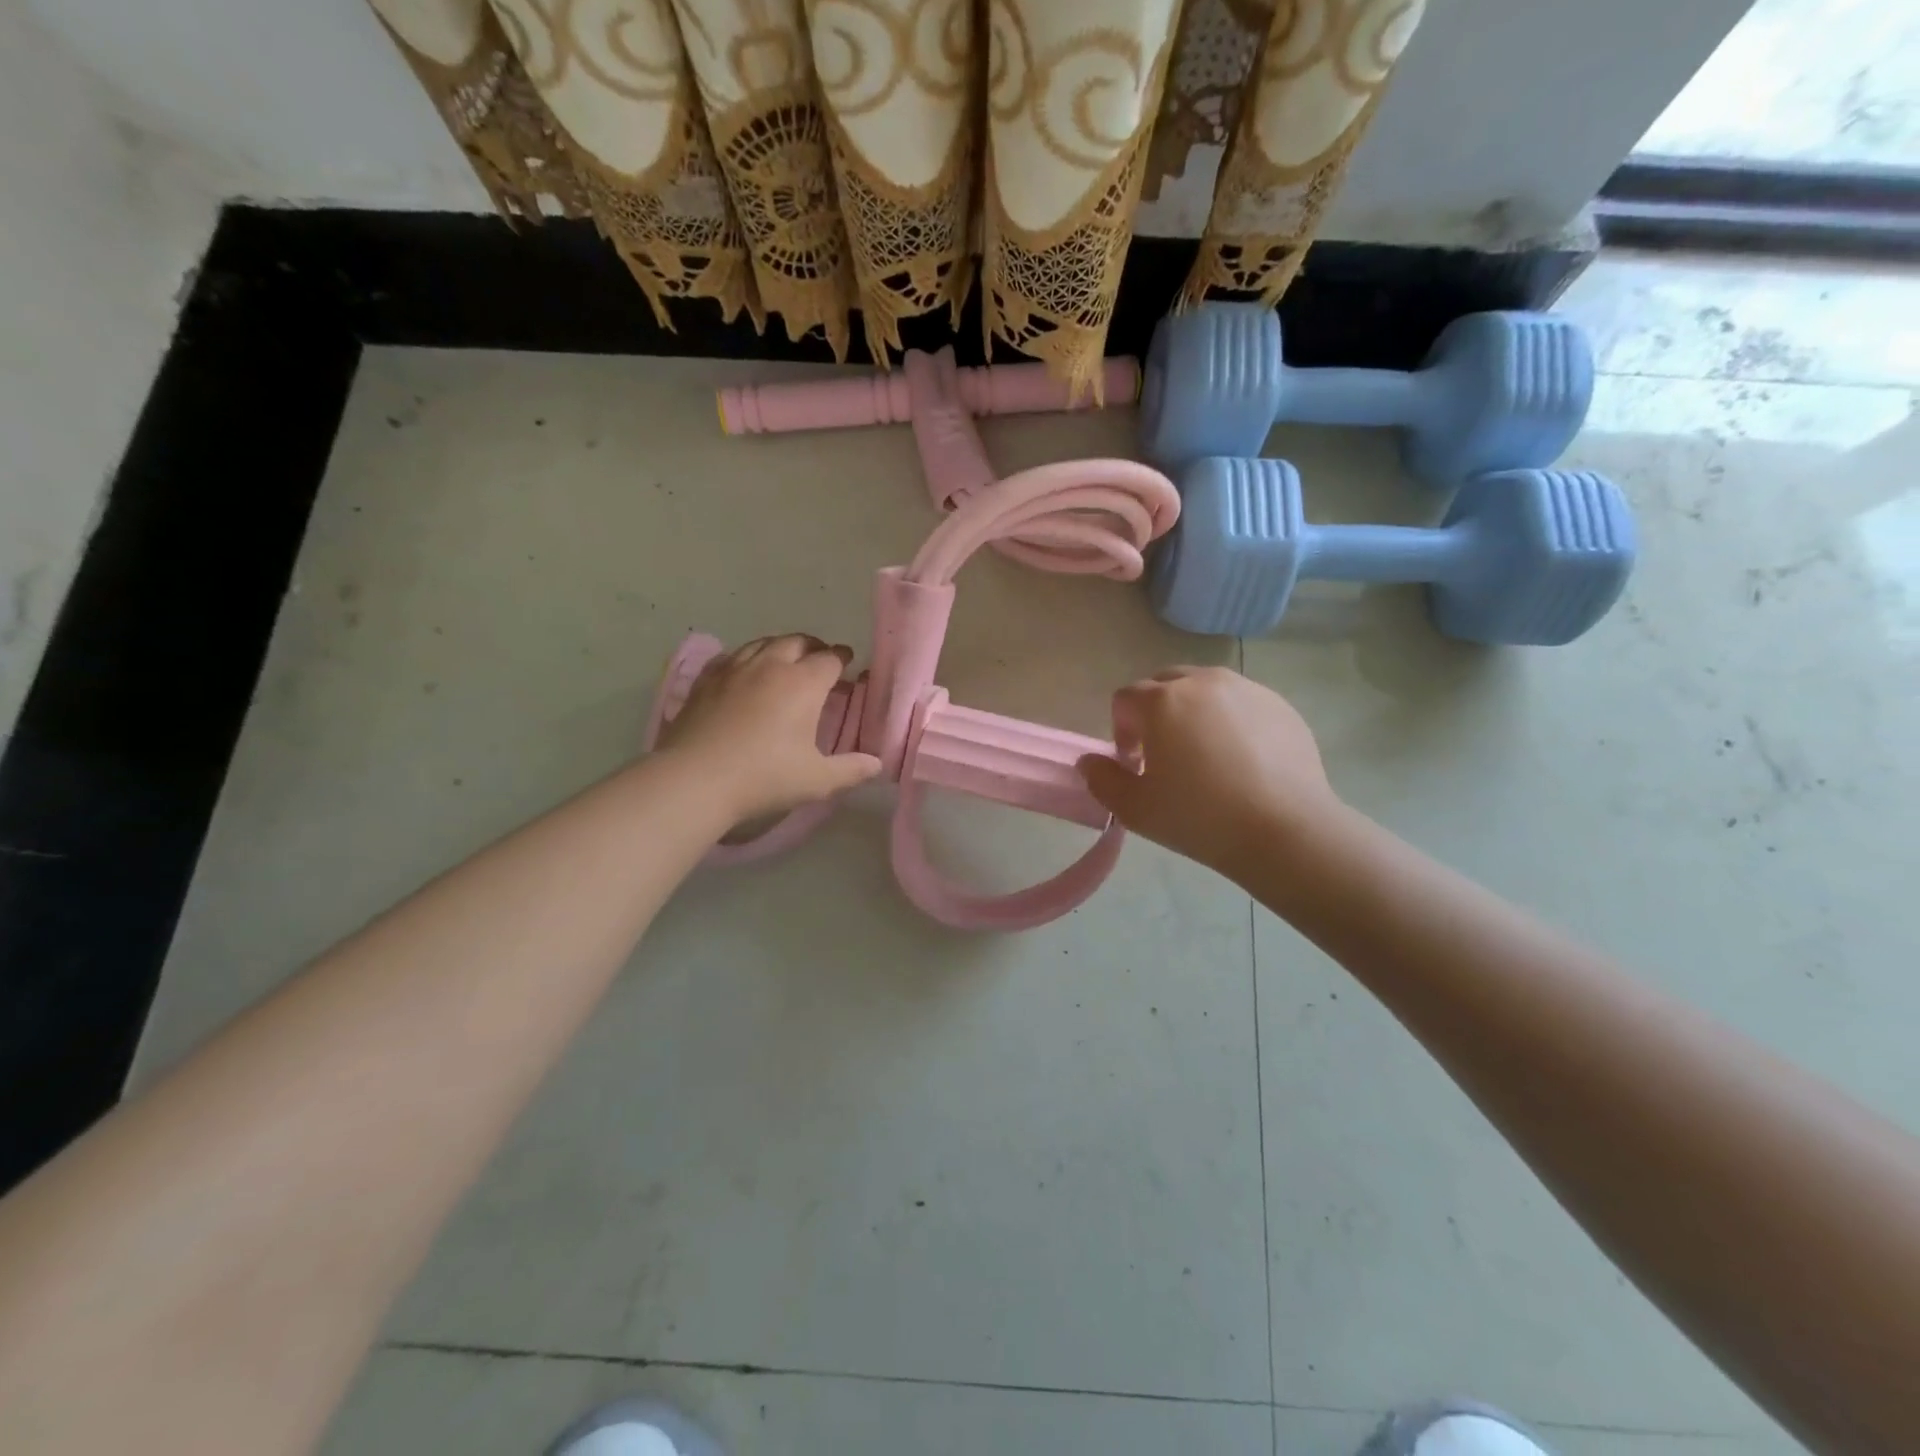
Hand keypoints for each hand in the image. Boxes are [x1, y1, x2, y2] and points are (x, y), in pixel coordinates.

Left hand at [657, 635, 882, 823]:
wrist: (696, 779)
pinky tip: (744, 669)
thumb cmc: (765, 777)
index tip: (848, 660)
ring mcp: (734, 669)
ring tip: (785, 658)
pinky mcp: (706, 680)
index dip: (842, 657)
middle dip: (814, 646)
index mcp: (803, 684)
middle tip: (821, 657)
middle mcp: (771, 666)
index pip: (830, 658)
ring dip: (780, 646)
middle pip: (797, 641)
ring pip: (762, 643)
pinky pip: (731, 656)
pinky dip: (746, 656)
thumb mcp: (817, 780)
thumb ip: (850, 769)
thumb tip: (876, 764)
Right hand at [1077, 666, 1344, 874]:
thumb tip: (1090, 762)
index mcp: (1162, 701)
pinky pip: (1241, 703)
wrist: (1285, 830)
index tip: (1134, 763)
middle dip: (1155, 713)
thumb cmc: (1199, 818)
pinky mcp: (1280, 704)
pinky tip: (1243, 761)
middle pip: (1164, 684)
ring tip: (1206, 755)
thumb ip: (1102, 780)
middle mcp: (1203, 682)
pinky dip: (1231, 721)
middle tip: (1165, 755)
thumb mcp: (1135, 809)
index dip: (1121, 730)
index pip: (1125, 698)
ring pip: (1205, 689)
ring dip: (1193, 712)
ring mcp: (1246, 689)